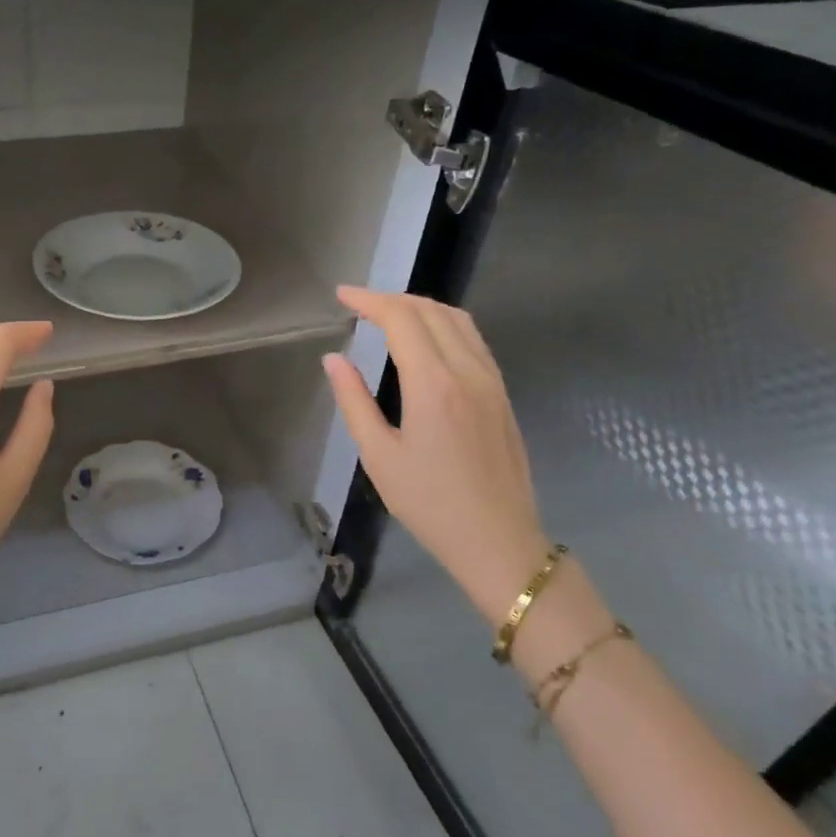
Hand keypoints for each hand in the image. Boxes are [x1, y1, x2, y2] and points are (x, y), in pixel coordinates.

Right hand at [323, 288, 548, 623]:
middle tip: (359, 305)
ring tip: (388, 315)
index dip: (369, 300)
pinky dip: (444, 324)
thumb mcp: (379, 456)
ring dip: (421, 307)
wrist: (498, 541)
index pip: (401, 319)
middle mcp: (468, 371)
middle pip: (431, 310)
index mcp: (434, 384)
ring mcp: (491, 380)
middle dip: (392, 298)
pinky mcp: (502, 393)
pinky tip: (426, 340)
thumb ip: (354, 401)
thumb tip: (333, 359)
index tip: (342, 295)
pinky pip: (473, 340)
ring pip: (458, 320)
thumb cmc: (430, 504)